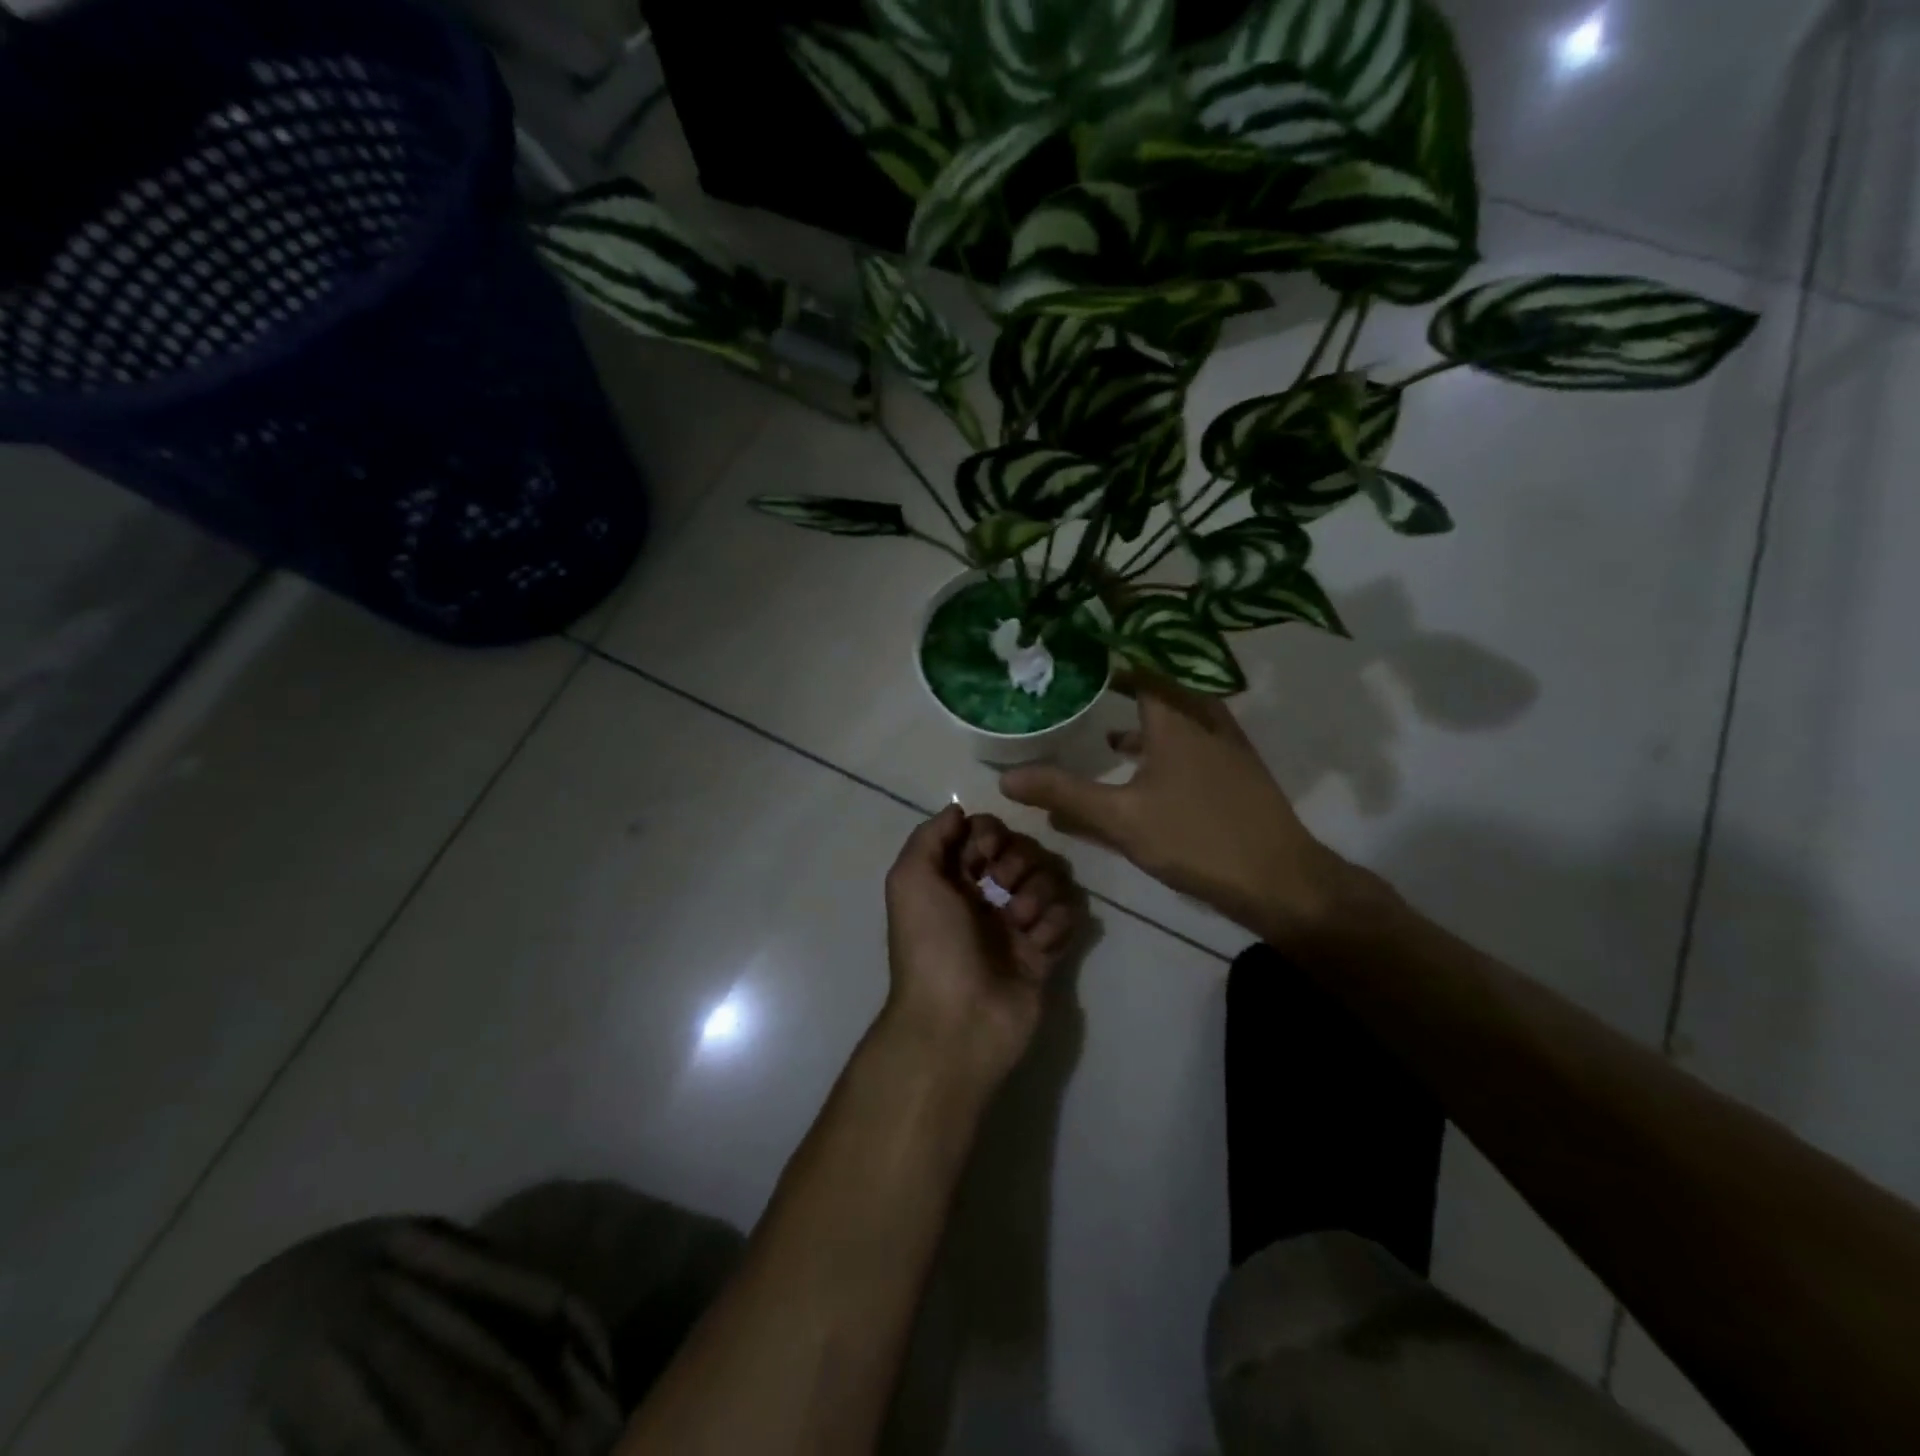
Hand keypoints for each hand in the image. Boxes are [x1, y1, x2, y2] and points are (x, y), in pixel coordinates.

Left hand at [882, 805, 1083, 1091]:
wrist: (957, 1022)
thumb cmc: (930, 945)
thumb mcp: (910, 880)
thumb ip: (930, 836)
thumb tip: (959, 811)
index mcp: (952, 880)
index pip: (985, 834)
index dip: (991, 834)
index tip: (987, 852)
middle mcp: (985, 898)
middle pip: (1022, 851)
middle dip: (1018, 861)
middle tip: (1003, 886)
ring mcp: (1017, 926)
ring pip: (1049, 880)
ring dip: (1038, 892)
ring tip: (1021, 922)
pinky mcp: (1045, 954)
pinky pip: (1067, 917)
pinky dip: (1057, 922)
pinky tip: (1039, 942)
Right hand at [999, 673, 1359, 946]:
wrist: (1280, 880)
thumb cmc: (1197, 838)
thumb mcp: (1121, 818)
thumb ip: (1064, 793)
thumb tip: (1005, 778)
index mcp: (1176, 716)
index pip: (1138, 662)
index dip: (1108, 649)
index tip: (1075, 642)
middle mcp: (1202, 717)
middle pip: (1156, 682)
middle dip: (1117, 677)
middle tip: (1077, 675)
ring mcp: (1222, 742)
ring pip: (1172, 711)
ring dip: (1137, 710)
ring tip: (1098, 718)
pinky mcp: (1230, 767)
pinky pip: (1184, 736)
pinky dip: (1155, 738)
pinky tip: (1132, 760)